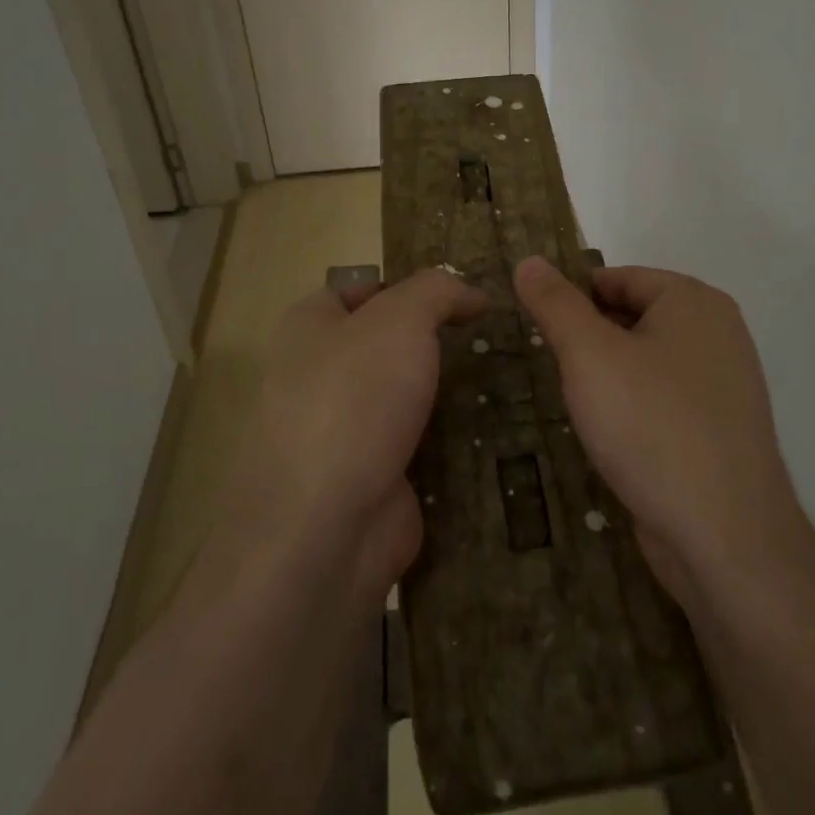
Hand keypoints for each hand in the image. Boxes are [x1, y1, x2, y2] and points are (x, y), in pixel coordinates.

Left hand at [222, 268, 485, 598]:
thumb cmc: (355, 398)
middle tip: (490, 339)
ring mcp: (344, 433)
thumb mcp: (400, 319)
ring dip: (446, 394)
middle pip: (386, 346)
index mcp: (309, 328)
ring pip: (405, 398)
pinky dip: (450, 442)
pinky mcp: (371, 479)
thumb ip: (437, 291)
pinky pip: (418, 447)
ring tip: (505, 380)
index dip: (406, 287)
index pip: (358, 290)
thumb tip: (471, 293)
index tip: (459, 298)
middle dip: (433, 343)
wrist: (325, 527)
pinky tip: (495, 432)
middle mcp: (318, 376)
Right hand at [514, 256, 809, 604]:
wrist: (725, 536)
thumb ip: (556, 304)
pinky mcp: (718, 429)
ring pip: (646, 360)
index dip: (572, 298)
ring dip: (607, 375)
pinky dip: (632, 406)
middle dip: (589, 339)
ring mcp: (723, 384)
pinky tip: (608, 435)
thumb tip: (528, 260)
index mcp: (693, 301)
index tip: (535, 327)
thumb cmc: (652, 425)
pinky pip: (662, 398)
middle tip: (549, 366)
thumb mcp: (589, 354)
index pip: (617, 278)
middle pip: (633, 316)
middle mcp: (716, 333)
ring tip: (571, 401)